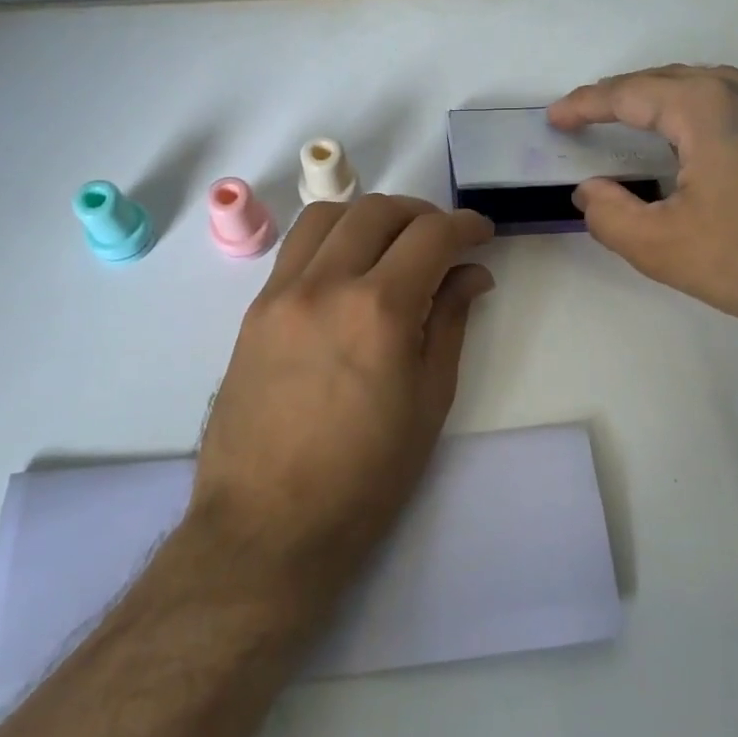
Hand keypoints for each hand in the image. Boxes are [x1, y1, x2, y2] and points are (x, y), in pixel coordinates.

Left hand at [188, 195, 495, 595]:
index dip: (466, 226)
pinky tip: (348, 270)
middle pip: (379, 211)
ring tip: (393, 244)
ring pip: (329, 215)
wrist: (268, 525)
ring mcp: (282, 293)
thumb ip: (450, 322)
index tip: (482, 235)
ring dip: (370, 216)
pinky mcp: (255, 310)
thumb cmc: (365, 477)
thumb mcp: (429, 401)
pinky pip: (296, 248)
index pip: (431, 236)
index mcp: (379, 311)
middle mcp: (326, 284)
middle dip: (422, 214)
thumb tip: (470, 275)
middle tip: (443, 240)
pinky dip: (331, 238)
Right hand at [549, 65, 737, 361]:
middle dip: (622, 95)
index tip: (555, 117)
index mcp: (706, 107)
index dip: (585, 104)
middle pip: (669, 80)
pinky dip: (705, 109)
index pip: (628, 92)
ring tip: (639, 120)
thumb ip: (612, 216)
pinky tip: (707, 136)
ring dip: (665, 98)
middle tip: (589, 117)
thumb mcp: (667, 249)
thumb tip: (590, 191)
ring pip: (709, 86)